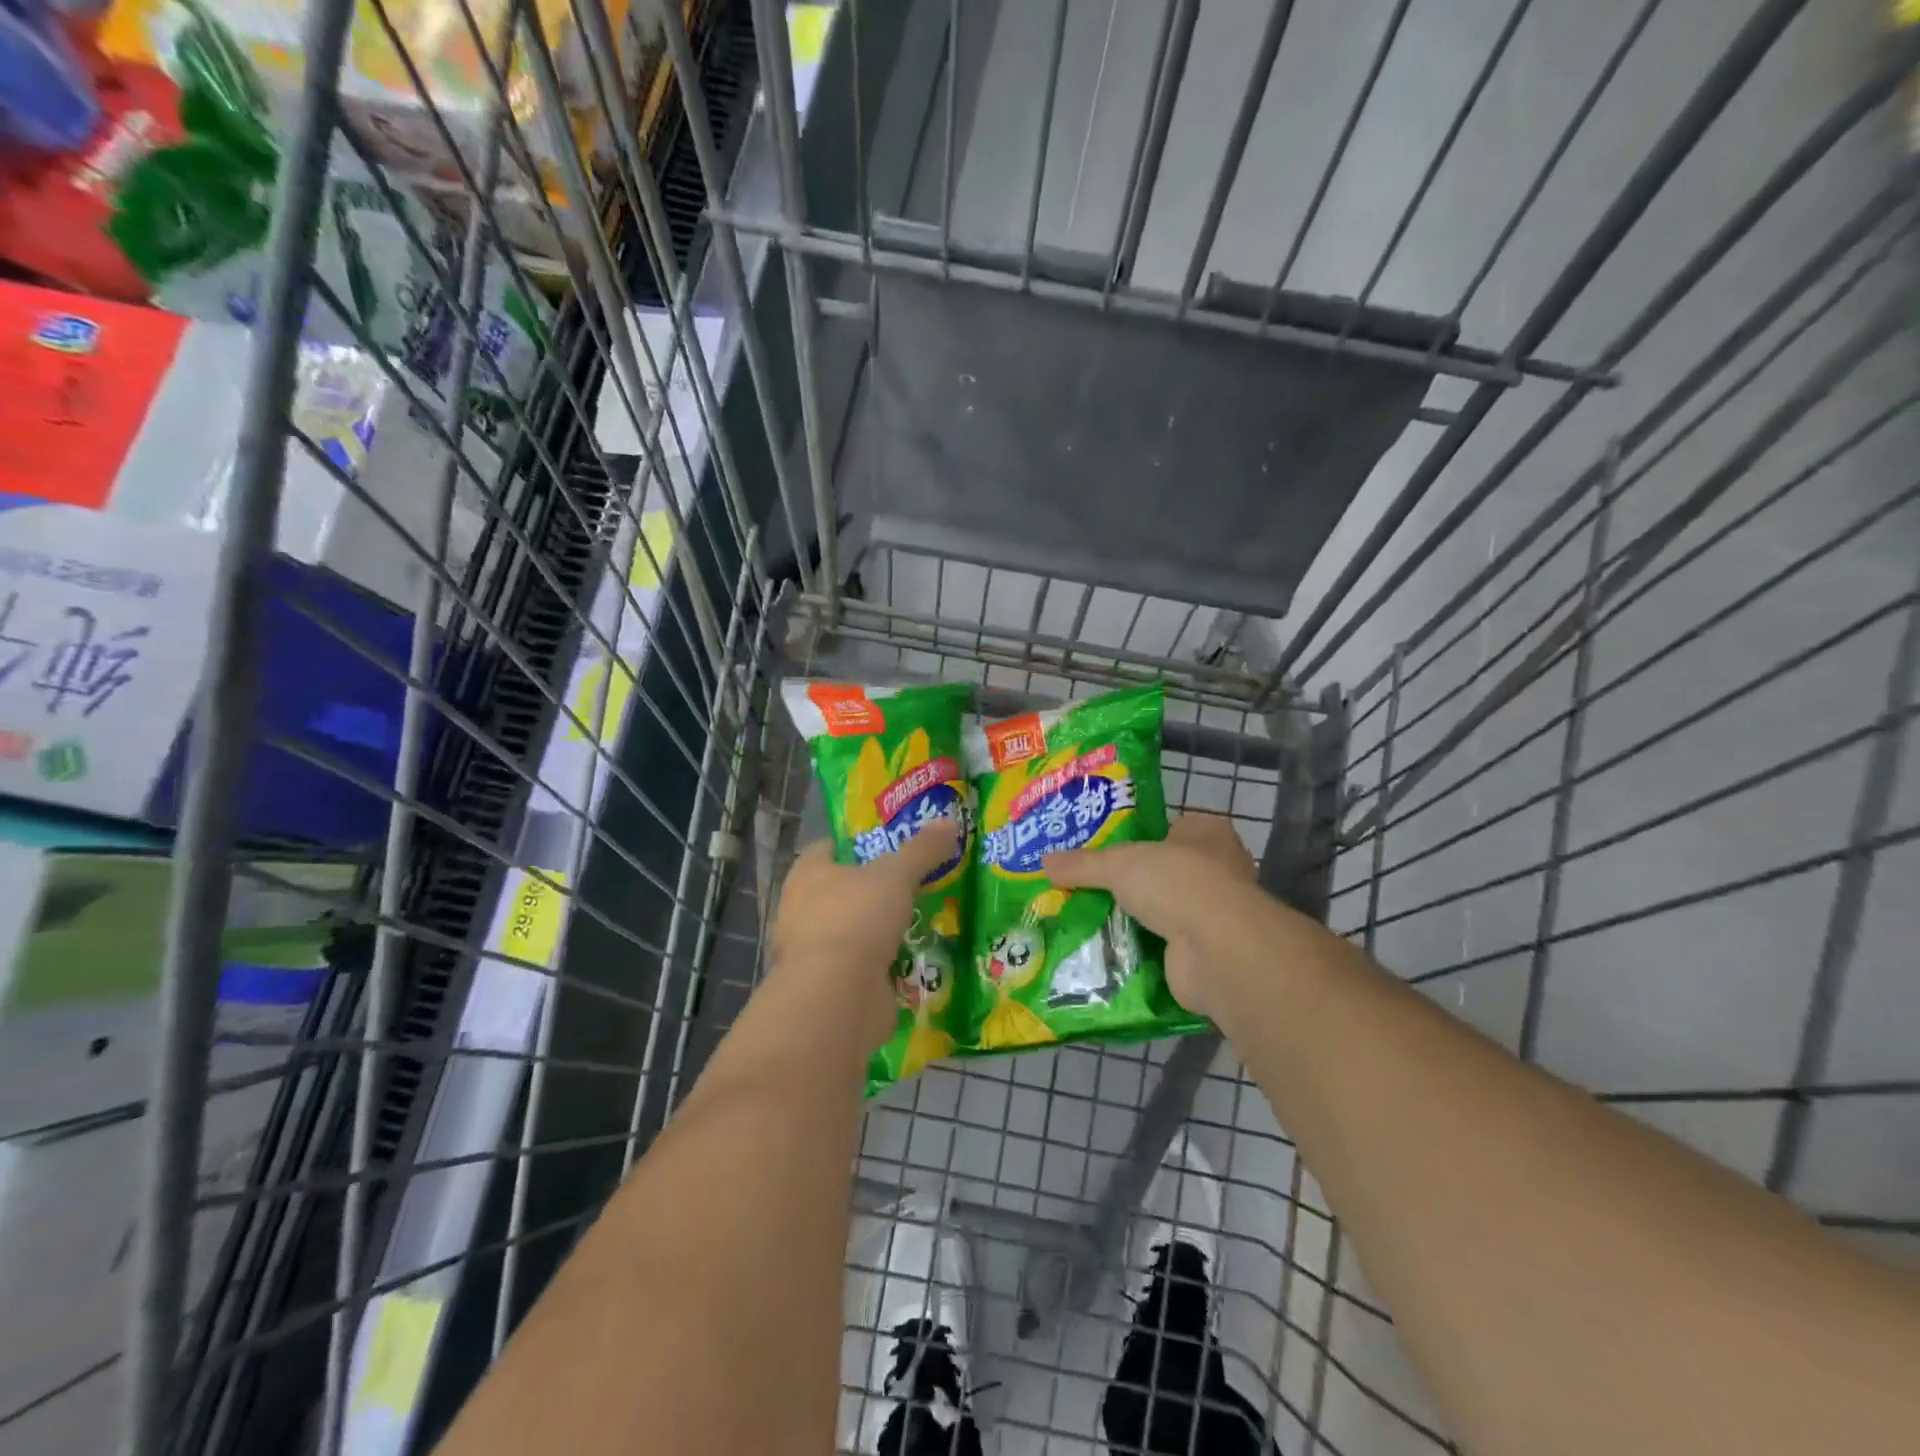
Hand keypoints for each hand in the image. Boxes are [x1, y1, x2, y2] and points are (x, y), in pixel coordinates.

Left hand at [768, 820, 960, 1051]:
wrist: (839, 995)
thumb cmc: (858, 917)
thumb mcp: (897, 874)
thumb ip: (922, 849)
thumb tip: (950, 822)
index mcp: (806, 874)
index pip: (827, 849)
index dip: (854, 845)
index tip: (886, 845)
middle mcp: (800, 910)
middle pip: (839, 891)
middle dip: (870, 891)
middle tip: (909, 884)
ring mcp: (812, 952)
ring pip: (850, 931)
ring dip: (875, 931)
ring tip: (915, 923)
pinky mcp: (828, 987)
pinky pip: (859, 968)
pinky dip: (880, 966)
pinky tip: (909, 961)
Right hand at [1044, 814, 1257, 1018]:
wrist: (1216, 949)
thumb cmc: (1176, 882)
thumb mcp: (1119, 864)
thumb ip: (1083, 864)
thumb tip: (1044, 863)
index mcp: (1208, 834)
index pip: (1170, 828)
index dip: (1139, 838)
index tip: (1103, 849)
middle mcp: (1218, 871)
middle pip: (1164, 872)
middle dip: (1132, 884)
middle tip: (1087, 888)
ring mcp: (1215, 915)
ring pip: (1164, 912)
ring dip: (1136, 920)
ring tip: (1088, 921)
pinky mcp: (1206, 953)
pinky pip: (1164, 948)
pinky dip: (1140, 952)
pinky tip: (1107, 953)